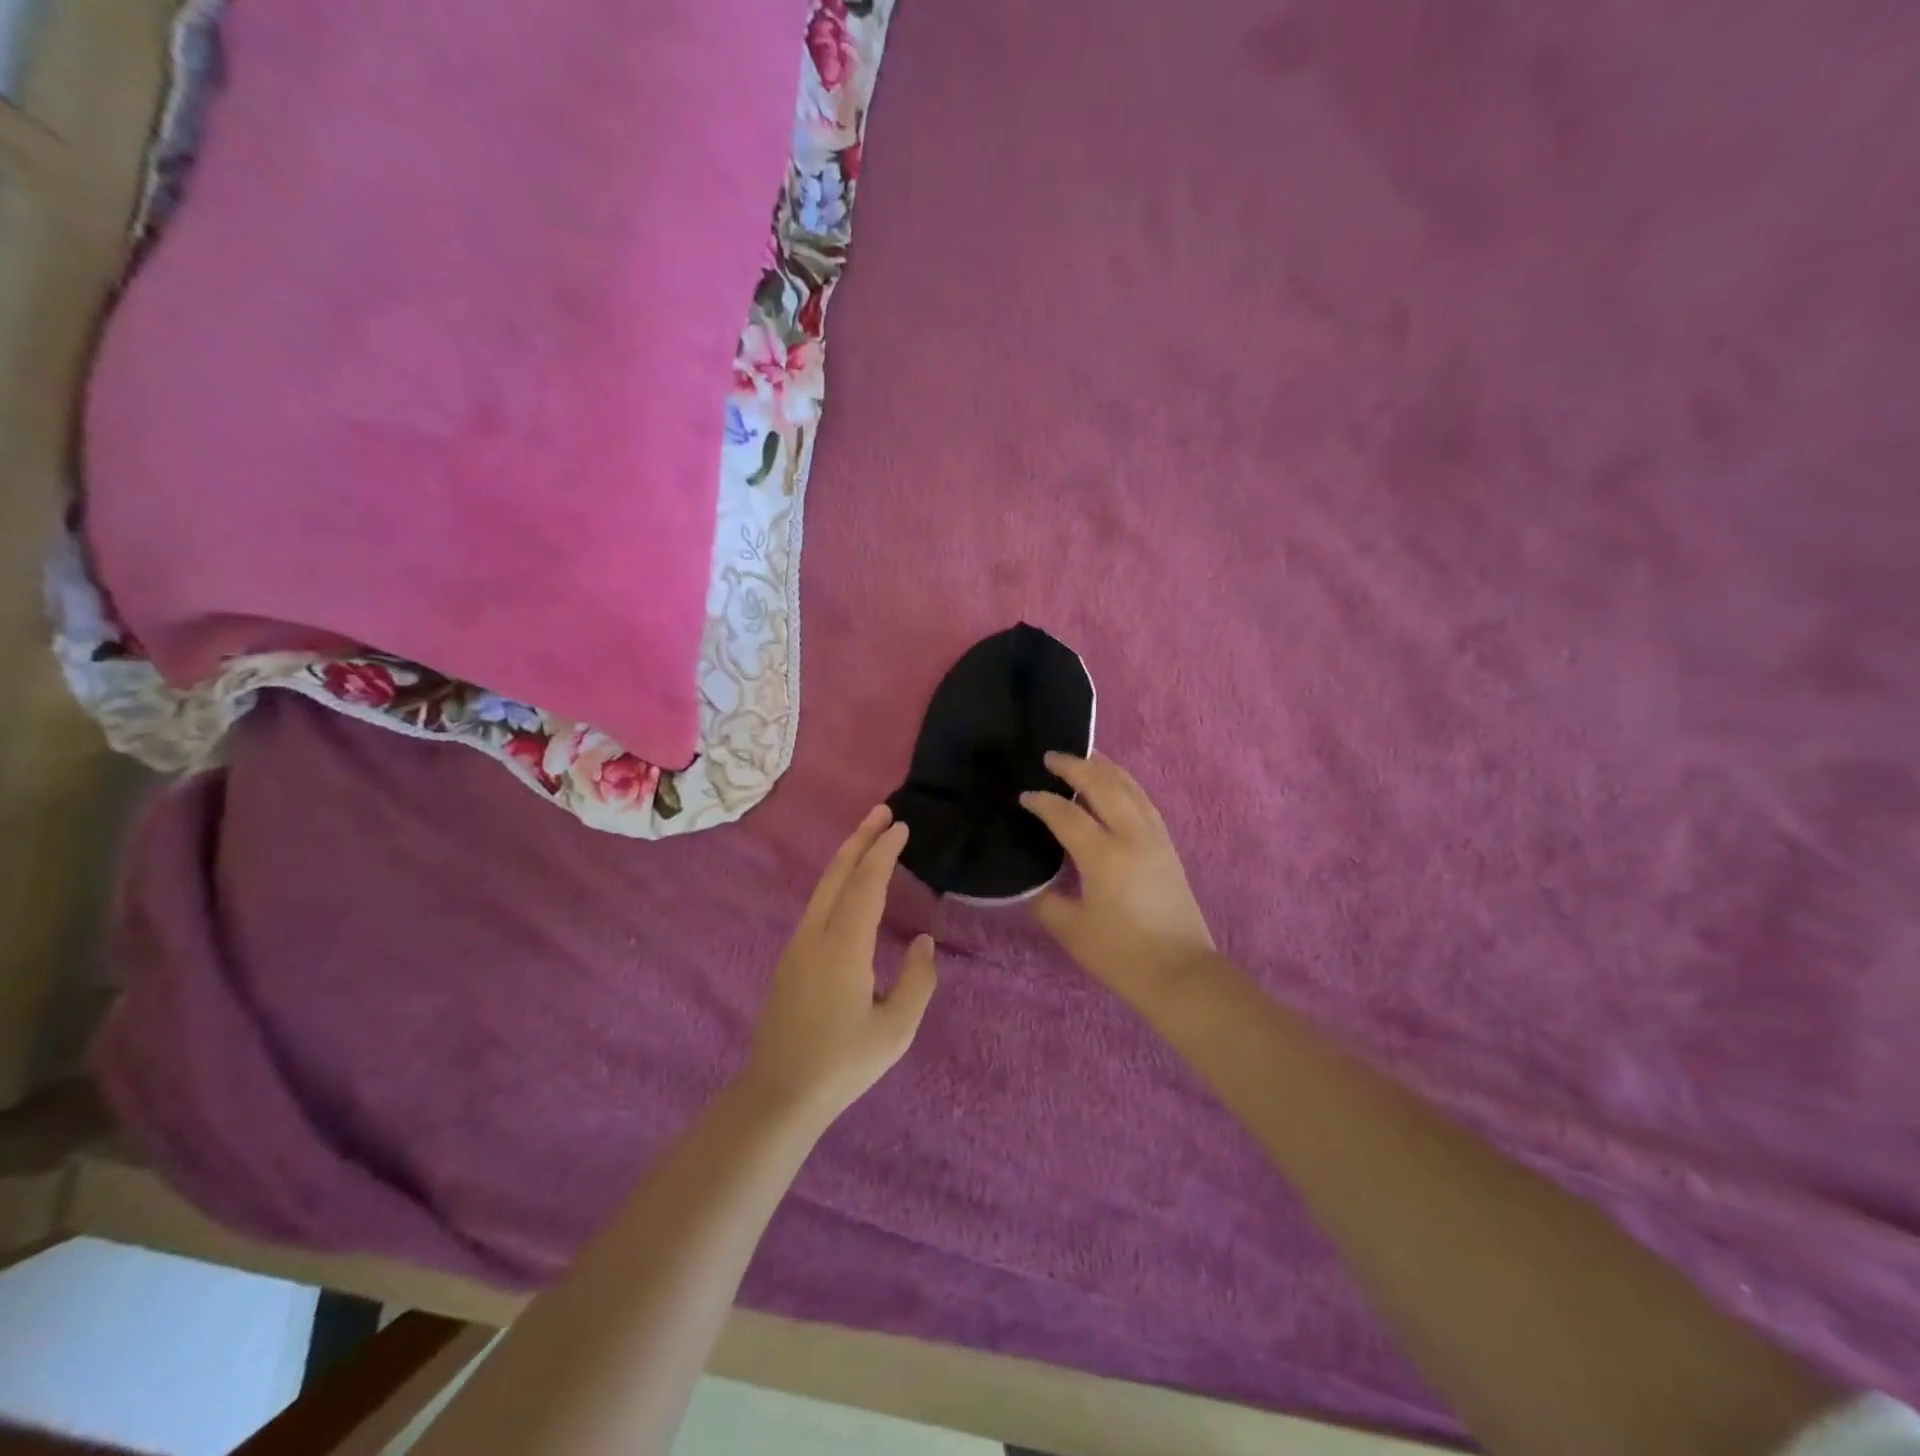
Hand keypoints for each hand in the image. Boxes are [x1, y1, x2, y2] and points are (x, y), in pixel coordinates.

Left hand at [742, 806, 938, 1123]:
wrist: (778, 1094)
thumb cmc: (843, 1064)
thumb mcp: (895, 1030)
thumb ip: (917, 981)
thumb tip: (922, 941)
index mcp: (843, 947)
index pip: (866, 884)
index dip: (884, 851)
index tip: (901, 826)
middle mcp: (815, 935)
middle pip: (838, 874)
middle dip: (860, 838)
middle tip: (883, 812)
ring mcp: (797, 946)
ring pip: (823, 888)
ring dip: (847, 858)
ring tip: (869, 839)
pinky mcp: (790, 960)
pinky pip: (817, 906)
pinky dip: (838, 882)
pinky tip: (849, 888)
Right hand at [1021, 753, 1215, 1003]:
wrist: (1180, 973)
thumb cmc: (1121, 954)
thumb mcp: (1070, 929)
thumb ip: (1044, 898)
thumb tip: (1032, 879)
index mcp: (1104, 856)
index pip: (1067, 814)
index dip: (1042, 802)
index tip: (1024, 796)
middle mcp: (1132, 836)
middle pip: (1103, 785)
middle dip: (1075, 766)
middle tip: (1051, 757)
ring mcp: (1155, 838)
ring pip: (1129, 787)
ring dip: (1104, 768)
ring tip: (1084, 758)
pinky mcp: (1168, 846)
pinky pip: (1143, 801)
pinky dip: (1125, 784)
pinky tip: (1116, 785)